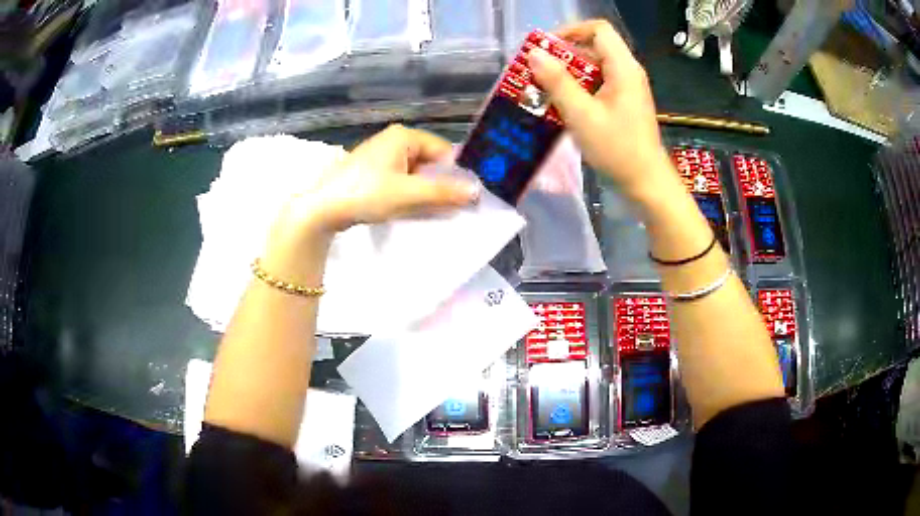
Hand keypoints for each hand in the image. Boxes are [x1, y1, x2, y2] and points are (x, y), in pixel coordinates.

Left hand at [273, 125, 480, 243]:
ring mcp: (381, 155)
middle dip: (439, 183)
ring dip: (424, 190)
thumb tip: (477, 192)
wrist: (321, 209)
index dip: (455, 172)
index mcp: (404, 136)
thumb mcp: (408, 193)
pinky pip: (400, 179)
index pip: (443, 150)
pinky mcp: (372, 171)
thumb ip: (444, 192)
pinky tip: (409, 208)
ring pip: (415, 172)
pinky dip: (408, 192)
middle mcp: (394, 140)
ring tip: (430, 210)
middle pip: (429, 161)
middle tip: (450, 207)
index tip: (465, 196)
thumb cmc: (365, 194)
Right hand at [527, 20, 671, 199]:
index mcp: (623, 68)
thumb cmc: (617, 149)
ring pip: (593, 68)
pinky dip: (578, 90)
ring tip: (542, 90)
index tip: (545, 48)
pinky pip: (597, 85)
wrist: (646, 183)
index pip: (598, 29)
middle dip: (562, 56)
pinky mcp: (623, 104)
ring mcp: (626, 89)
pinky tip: (561, 106)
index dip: (570, 31)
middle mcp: (627, 72)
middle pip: (593, 48)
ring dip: (567, 75)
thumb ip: (557, 82)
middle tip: (536, 73)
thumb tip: (534, 53)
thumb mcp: (582, 115)